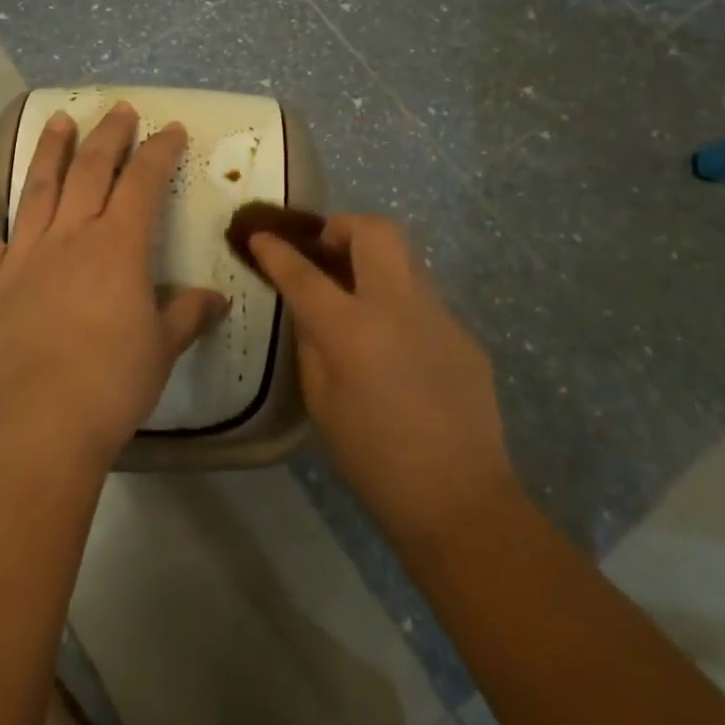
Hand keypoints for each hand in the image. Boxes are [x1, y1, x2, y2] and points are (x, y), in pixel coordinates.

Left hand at [0, 103, 228, 468]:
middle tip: (119, 110)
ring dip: (50, 149)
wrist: (43, 421)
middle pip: (92, 170)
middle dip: (109, 136)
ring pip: (39, 186)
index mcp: (118, 246)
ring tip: (59, 119)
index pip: (143, 182)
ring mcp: (25, 252)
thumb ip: (187, 314)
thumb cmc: (113, 383)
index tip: (169, 129)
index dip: (158, 151)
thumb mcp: (162, 347)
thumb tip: (215, 299)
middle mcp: (71, 235)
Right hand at [250, 215, 518, 543]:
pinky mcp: (463, 332)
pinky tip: (394, 341)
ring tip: (356, 289)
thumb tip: (312, 311)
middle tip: (325, 250)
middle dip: (342, 226)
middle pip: (374, 231)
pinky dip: (398, 299)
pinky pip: (424, 297)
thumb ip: (312, 343)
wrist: (459, 498)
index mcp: (353, 329)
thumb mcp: (321, 402)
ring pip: (405, 256)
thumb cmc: (373, 459)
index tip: (260, 236)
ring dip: (374, 257)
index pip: (304, 273)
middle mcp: (398, 306)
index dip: (277, 251)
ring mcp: (439, 314)